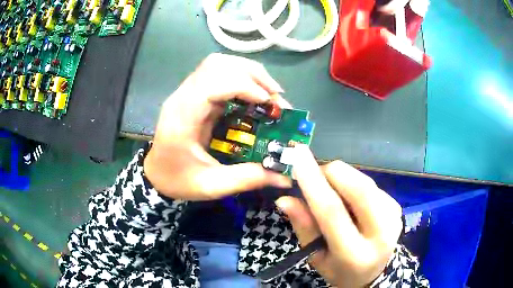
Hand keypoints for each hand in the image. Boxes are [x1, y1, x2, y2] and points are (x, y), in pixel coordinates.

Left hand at [144, 53, 291, 200]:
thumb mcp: (212, 186)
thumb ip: (247, 178)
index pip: (211, 83)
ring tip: (269, 91)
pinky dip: (241, 77)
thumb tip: (285, 177)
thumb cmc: (178, 180)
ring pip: (218, 63)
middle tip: (276, 95)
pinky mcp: (194, 93)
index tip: (268, 102)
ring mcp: (187, 92)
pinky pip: (218, 73)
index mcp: (182, 117)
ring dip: (247, 72)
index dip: (243, 85)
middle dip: (252, 74)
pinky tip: (254, 93)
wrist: (156, 175)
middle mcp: (182, 97)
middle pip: (216, 65)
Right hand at [276, 145, 402, 287]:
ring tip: (331, 191)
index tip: (298, 156)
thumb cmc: (339, 269)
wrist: (373, 272)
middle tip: (314, 174)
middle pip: (358, 188)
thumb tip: (285, 198)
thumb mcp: (315, 257)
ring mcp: (393, 217)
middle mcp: (381, 233)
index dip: (313, 182)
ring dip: (342, 178)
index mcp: (355, 254)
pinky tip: (349, 200)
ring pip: (364, 181)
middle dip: (331, 172)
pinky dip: (353, 184)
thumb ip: (303, 227)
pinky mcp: (397, 206)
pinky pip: (370, 184)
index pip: (332, 212)